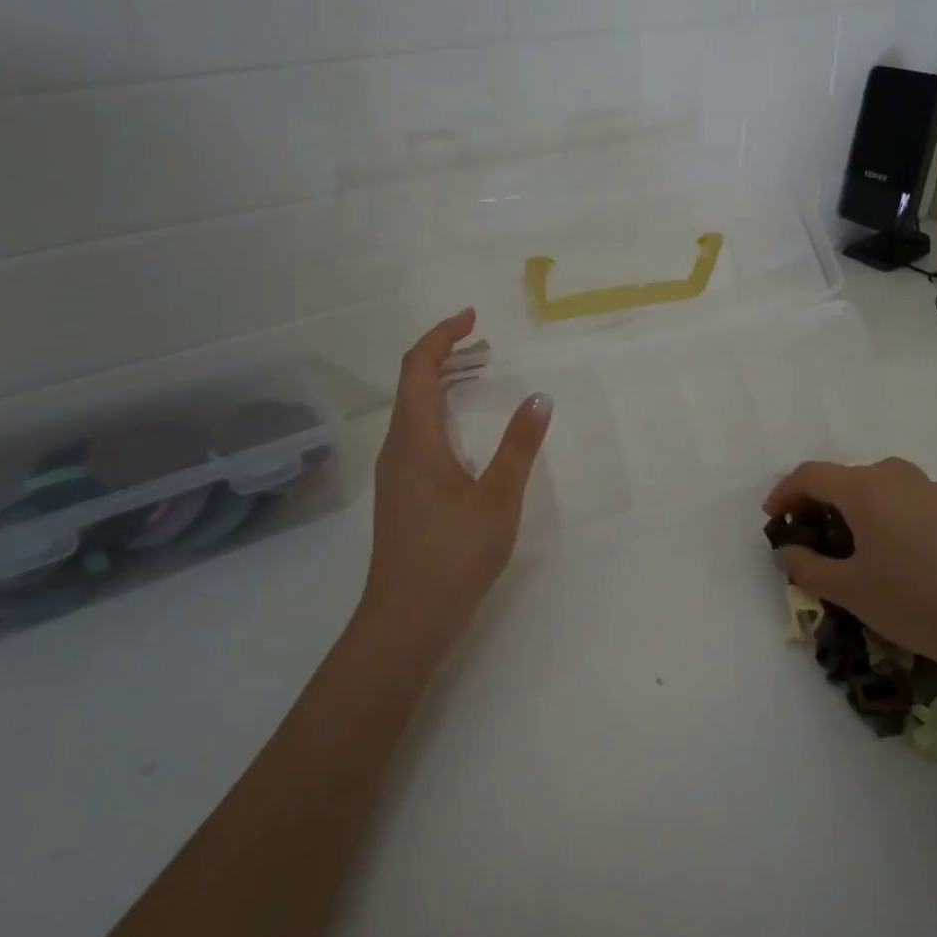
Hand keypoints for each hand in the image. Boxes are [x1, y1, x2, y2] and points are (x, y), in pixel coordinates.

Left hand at [362, 309, 550, 647]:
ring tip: (480, 376)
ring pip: (413, 411)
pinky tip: (467, 433)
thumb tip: (540, 398)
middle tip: (484, 344)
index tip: (472, 318)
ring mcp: (395, 473)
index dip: (441, 336)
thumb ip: (519, 446)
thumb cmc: (454, 554)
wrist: (408, 618)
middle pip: (413, 384)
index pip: (418, 368)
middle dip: (445, 355)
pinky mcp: (402, 494)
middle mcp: (397, 448)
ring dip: (443, 385)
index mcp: (416, 439)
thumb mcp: (498, 498)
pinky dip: (442, 414)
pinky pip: (417, 434)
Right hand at [763, 458, 936, 682]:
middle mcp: (899, 476)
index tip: (773, 518)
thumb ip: (807, 567)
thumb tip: (787, 552)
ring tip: (854, 545)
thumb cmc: (912, 600)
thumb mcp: (848, 590)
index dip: (784, 493)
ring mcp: (936, 489)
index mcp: (865, 487)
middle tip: (810, 533)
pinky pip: (912, 502)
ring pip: (882, 489)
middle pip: (847, 478)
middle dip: (821, 502)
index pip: (811, 475)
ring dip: (858, 508)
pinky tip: (900, 554)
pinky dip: (892, 516)